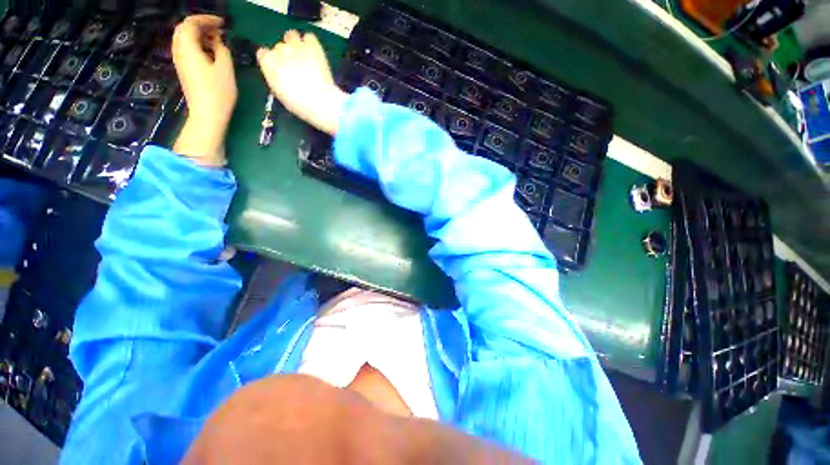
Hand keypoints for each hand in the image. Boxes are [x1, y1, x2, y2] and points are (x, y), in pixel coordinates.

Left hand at [172, 15, 236, 165]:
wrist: (207, 114)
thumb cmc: (218, 91)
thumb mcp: (225, 67)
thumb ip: (221, 48)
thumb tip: (217, 40)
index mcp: (187, 47)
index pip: (191, 23)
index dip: (206, 19)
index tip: (222, 23)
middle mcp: (179, 50)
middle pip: (184, 29)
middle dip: (200, 25)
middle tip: (218, 29)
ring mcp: (179, 61)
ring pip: (184, 39)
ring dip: (199, 35)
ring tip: (216, 40)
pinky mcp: (184, 69)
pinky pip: (186, 49)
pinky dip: (197, 45)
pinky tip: (210, 52)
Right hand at [257, 30, 346, 135]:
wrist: (320, 101)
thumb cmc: (299, 104)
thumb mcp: (280, 94)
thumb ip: (276, 78)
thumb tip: (279, 74)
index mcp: (268, 63)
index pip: (264, 54)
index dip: (273, 61)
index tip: (280, 70)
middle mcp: (279, 50)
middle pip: (280, 47)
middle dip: (286, 55)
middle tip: (297, 68)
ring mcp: (296, 46)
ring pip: (292, 36)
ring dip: (296, 43)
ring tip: (303, 55)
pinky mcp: (312, 46)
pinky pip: (309, 37)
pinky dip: (310, 43)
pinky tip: (314, 53)